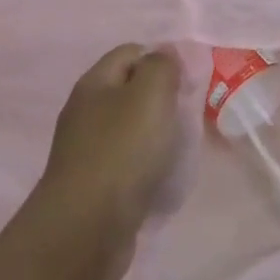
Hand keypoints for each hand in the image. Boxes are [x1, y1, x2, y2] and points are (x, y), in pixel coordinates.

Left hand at [33, 43, 181, 279]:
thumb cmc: (122, 152)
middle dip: (164, 97)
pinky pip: (129, 161)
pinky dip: (149, 163)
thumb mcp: (150, 96)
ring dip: (158, 132)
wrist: (86, 228)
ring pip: (132, 127)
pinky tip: (164, 173)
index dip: (162, 58)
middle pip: (131, 90)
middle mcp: (86, 112)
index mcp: (94, 84)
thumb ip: (162, 67)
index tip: (192, 78)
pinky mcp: (96, 183)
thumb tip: (165, 51)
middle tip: (193, 111)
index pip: (130, 52)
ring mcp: (88, 150)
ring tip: (184, 143)